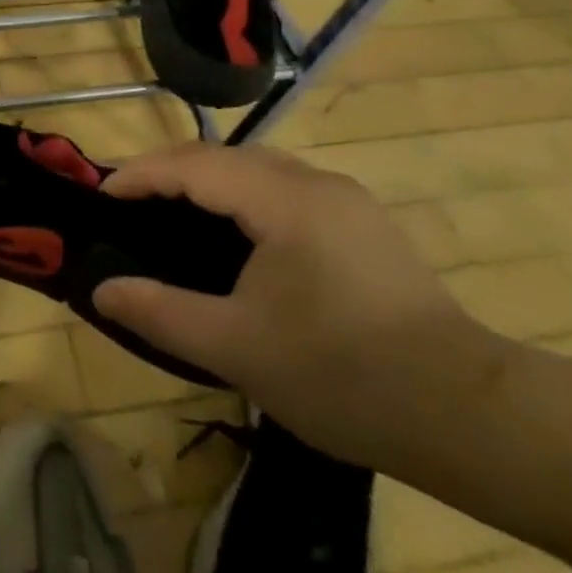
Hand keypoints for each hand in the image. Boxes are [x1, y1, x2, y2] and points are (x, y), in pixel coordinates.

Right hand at [91, 143, 508, 467]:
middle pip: (224, 156)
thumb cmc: (343, 375)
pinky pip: (285, 189)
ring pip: (258, 169)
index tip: (100, 196)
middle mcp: (315, 182)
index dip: (140, 174)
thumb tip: (102, 290)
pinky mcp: (364, 225)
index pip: (193, 165)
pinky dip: (243, 196)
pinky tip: (236, 234)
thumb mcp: (238, 348)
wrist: (471, 417)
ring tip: (172, 212)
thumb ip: (161, 312)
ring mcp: (346, 201)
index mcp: (283, 199)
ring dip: (208, 181)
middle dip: (169, 171)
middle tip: (130, 203)